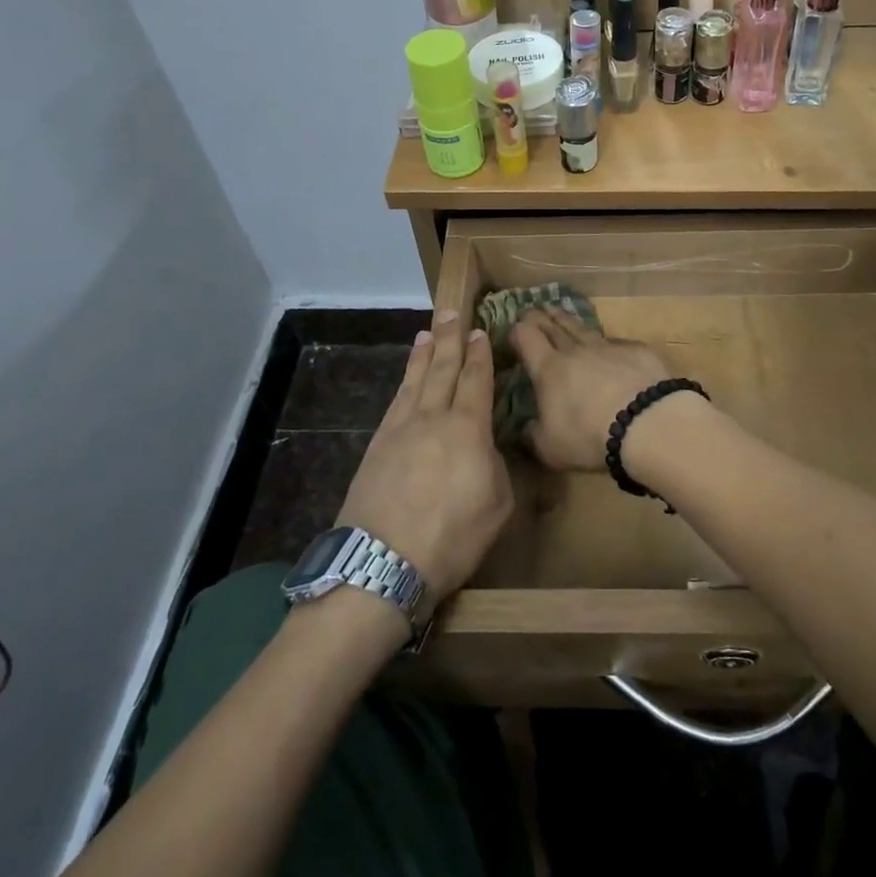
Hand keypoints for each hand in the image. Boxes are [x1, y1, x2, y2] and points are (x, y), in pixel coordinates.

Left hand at [335, 310, 513, 599]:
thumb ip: (496, 468)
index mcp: (468, 429)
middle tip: (453, 312)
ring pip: (416, 379)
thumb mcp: (497, 506)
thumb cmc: (450, 538)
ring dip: (425, 353)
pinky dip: (405, 379)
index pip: (475, 380)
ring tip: (429, 331)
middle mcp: (433, 417)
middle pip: (443, 369)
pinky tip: (408, 376)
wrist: (381, 563)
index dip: (480, 355)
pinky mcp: (378, 444)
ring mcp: (400, 428)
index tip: (481, 332)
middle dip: (451, 339)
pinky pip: (396, 399)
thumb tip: (485, 449)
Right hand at [508, 309, 672, 471]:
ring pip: (581, 327)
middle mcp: (575, 350)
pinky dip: (605, 342)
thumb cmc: (589, 437)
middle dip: (539, 317)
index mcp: (548, 369)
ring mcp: (607, 346)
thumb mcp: (549, 448)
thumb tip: (525, 428)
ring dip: (566, 319)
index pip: (526, 337)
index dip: (518, 331)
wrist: (646, 423)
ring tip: (558, 311)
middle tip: (531, 310)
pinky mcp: (636, 350)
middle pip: (553, 325)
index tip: (513, 329)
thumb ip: (532, 435)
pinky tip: (606, 344)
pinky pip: (615, 342)